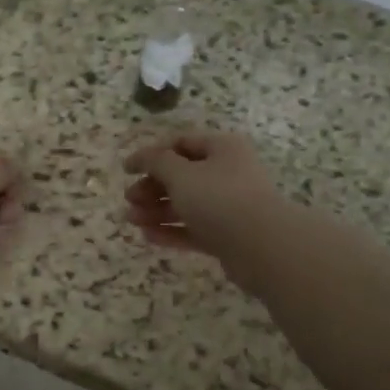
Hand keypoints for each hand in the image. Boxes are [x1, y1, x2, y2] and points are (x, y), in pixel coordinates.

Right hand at [123, 131, 284, 281]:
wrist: (262, 247)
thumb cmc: (219, 199)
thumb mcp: (181, 174)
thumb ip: (157, 162)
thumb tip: (142, 156)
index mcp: (222, 148)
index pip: (181, 143)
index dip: (152, 154)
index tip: (127, 169)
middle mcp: (228, 173)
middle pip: (183, 175)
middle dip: (152, 186)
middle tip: (129, 199)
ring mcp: (230, 206)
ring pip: (187, 204)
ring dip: (157, 210)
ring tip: (131, 220)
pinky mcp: (229, 236)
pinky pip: (195, 229)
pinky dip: (172, 231)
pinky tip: (147, 236)